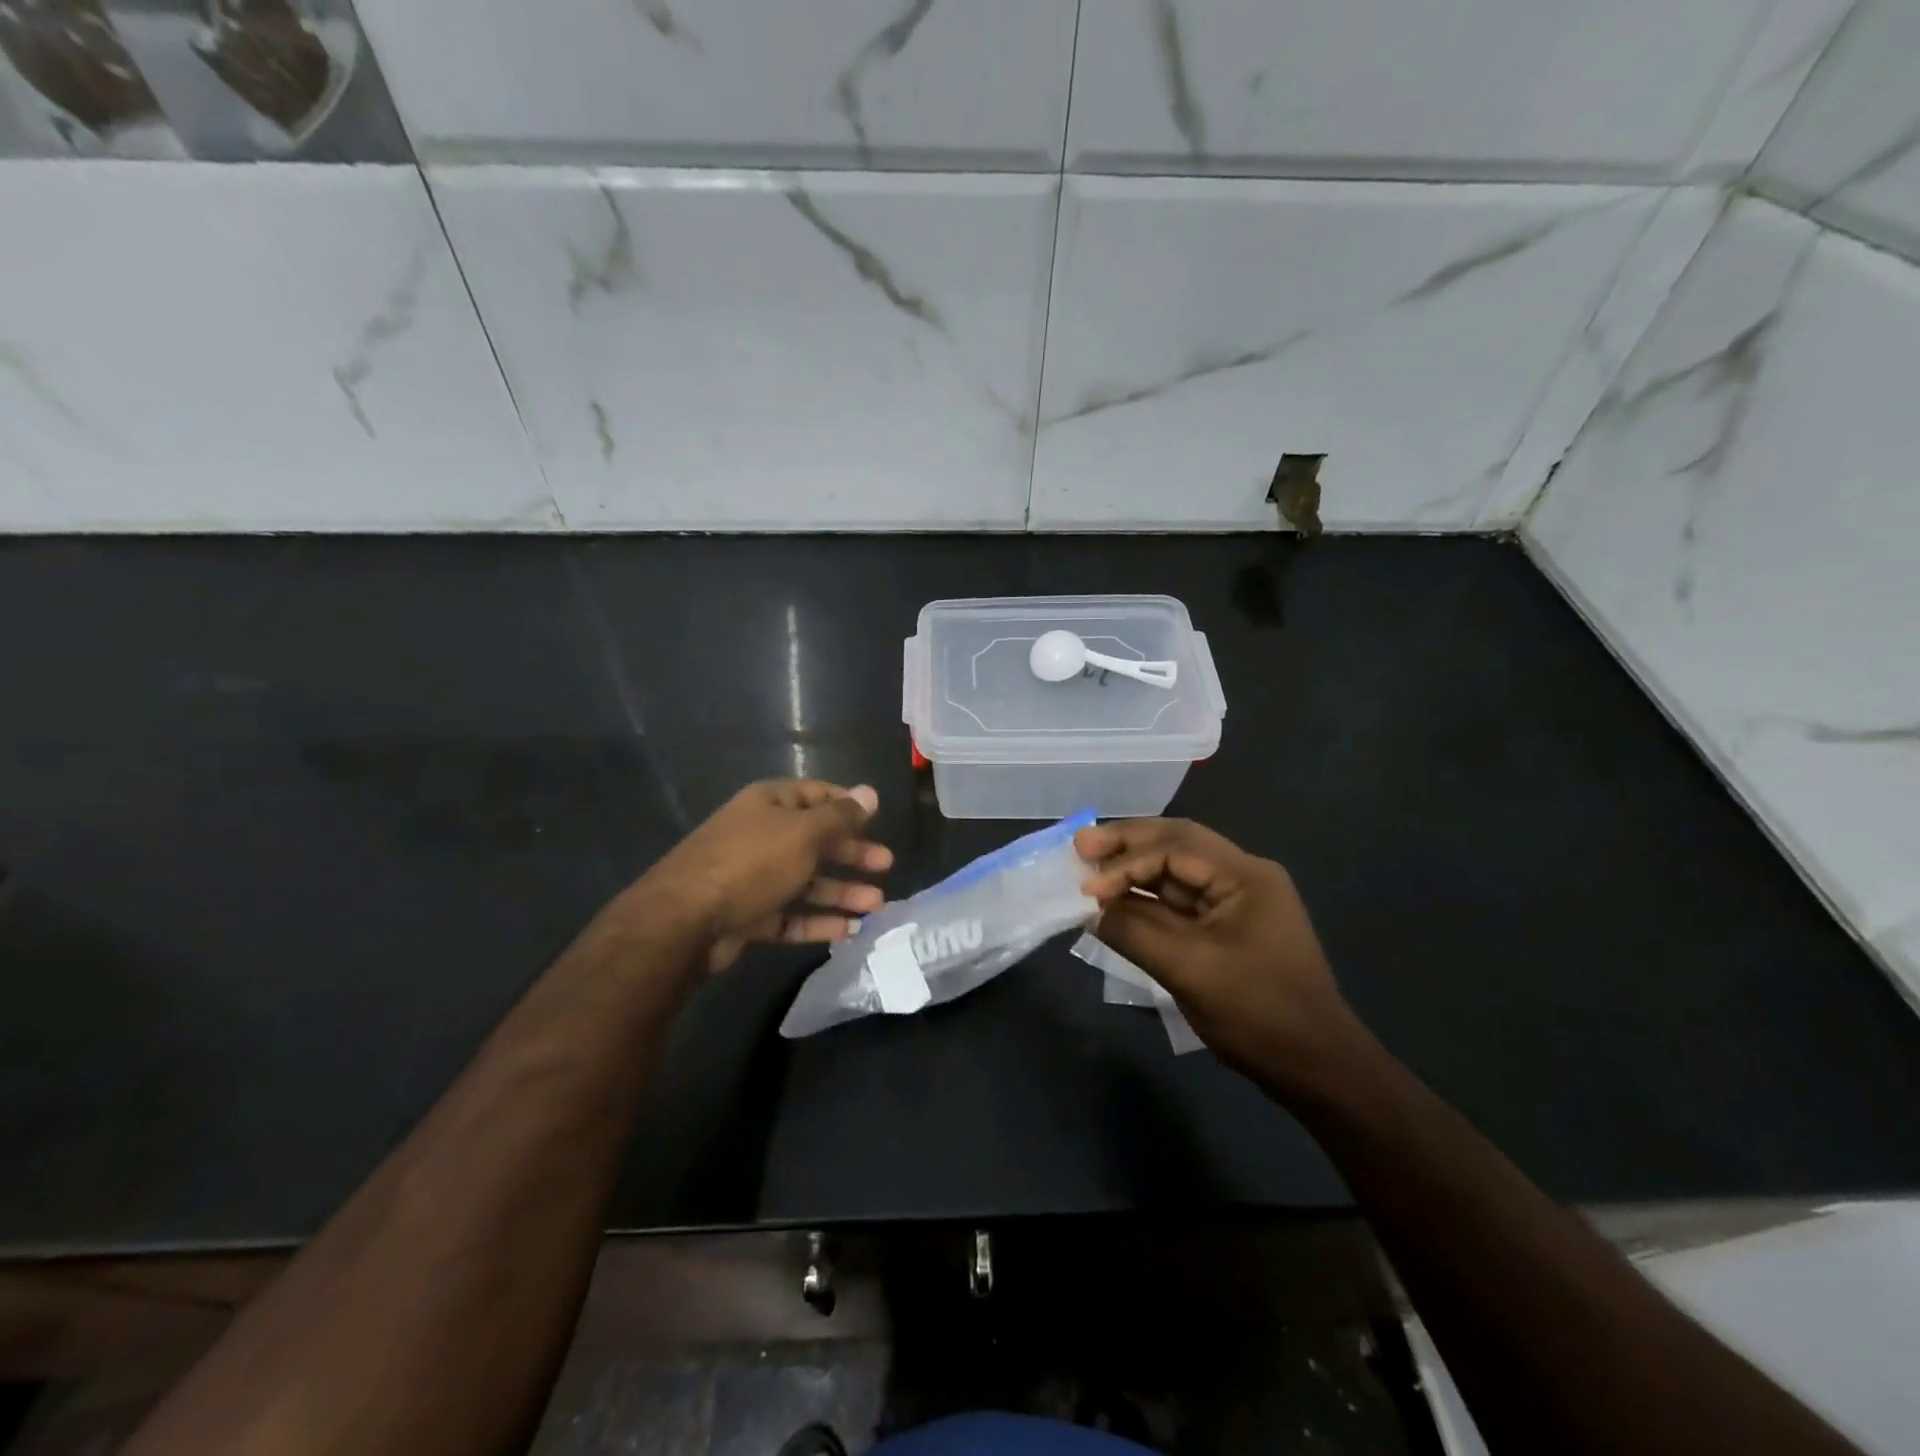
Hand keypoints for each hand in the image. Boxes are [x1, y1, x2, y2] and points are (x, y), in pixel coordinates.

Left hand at [641, 780, 892, 972]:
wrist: (684, 921)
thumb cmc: (752, 862)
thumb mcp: (804, 833)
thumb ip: (841, 817)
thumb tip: (871, 793)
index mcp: (769, 803)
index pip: (817, 795)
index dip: (848, 806)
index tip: (877, 821)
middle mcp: (760, 834)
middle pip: (815, 840)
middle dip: (852, 853)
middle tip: (885, 865)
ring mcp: (751, 876)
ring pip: (805, 880)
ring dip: (841, 891)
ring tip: (877, 906)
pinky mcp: (746, 914)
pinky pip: (789, 914)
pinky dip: (816, 921)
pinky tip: (846, 930)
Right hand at [1075, 819, 1354, 1083]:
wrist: (1315, 1067)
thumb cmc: (1257, 1012)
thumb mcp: (1189, 970)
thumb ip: (1134, 932)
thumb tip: (1090, 909)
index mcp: (1245, 875)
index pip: (1173, 849)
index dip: (1125, 863)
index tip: (1087, 887)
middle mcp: (1243, 876)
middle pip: (1175, 844)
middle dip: (1127, 844)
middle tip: (1081, 845)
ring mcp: (1237, 902)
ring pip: (1176, 871)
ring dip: (1134, 869)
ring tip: (1091, 866)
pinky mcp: (1227, 928)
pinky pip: (1180, 902)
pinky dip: (1147, 899)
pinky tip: (1117, 901)